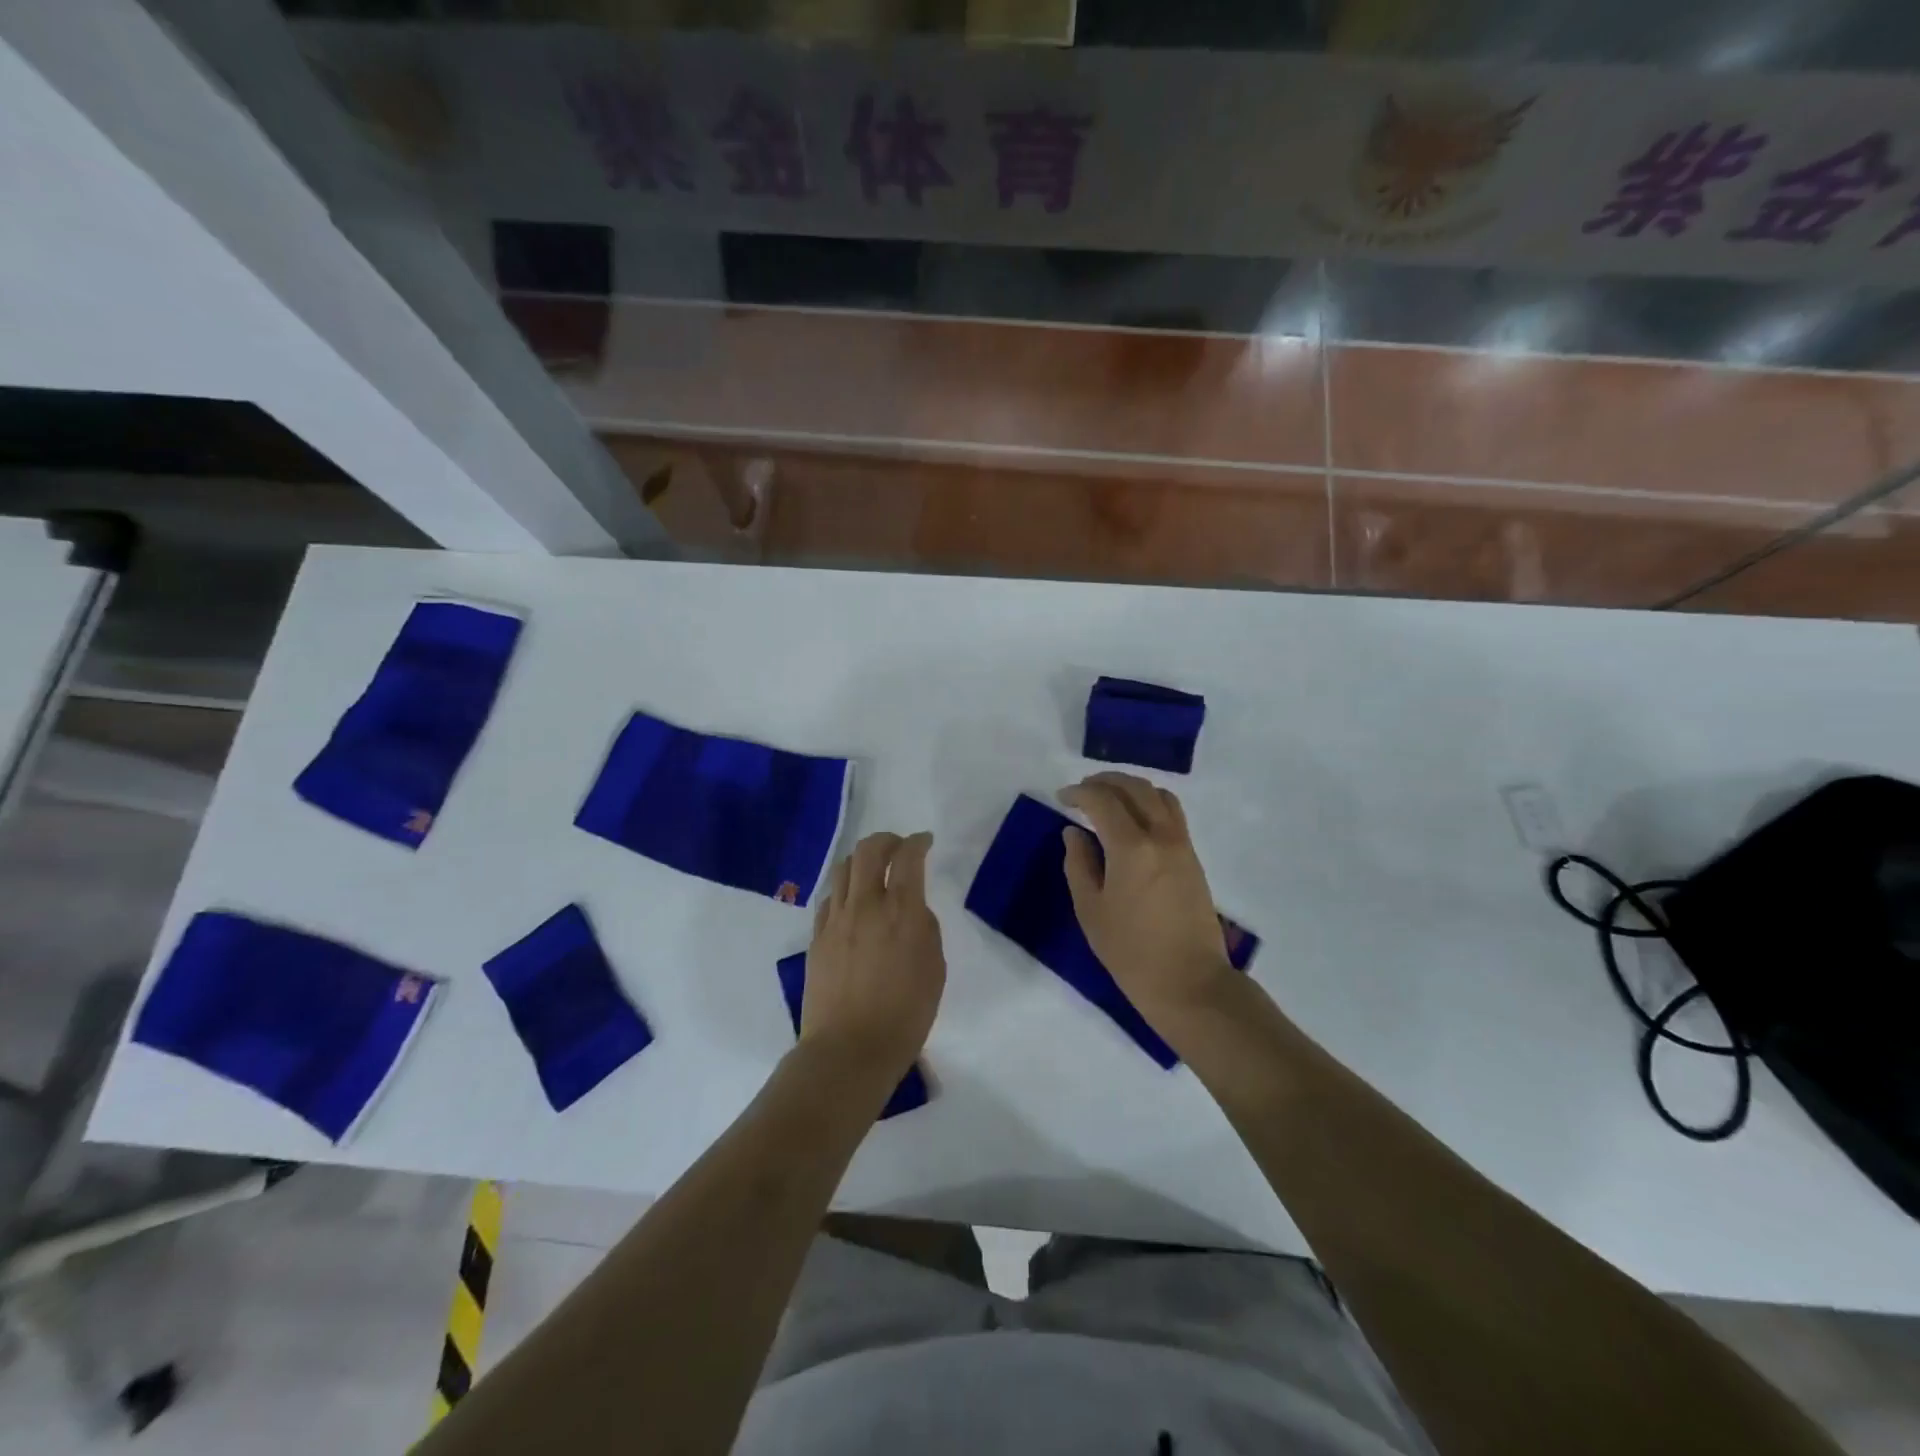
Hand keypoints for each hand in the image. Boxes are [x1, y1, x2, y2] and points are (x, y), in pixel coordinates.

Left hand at [800, 831, 944, 1088]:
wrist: (849, 1050)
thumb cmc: (905, 1015)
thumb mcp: (934, 969)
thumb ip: (924, 929)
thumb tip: (911, 910)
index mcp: (901, 912)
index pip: (908, 857)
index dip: (918, 842)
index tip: (925, 841)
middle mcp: (865, 905)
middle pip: (869, 850)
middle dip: (887, 840)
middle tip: (899, 848)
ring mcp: (835, 920)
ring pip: (844, 869)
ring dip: (862, 860)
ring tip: (874, 871)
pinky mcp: (816, 937)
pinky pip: (830, 898)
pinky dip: (845, 890)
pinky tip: (853, 904)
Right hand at [1060, 773, 1238, 1030]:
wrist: (1189, 982)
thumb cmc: (1131, 952)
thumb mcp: (1091, 910)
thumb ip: (1079, 864)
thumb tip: (1075, 833)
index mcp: (1131, 847)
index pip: (1102, 800)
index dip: (1079, 793)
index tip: (1062, 798)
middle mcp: (1161, 835)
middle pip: (1134, 787)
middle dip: (1105, 781)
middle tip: (1082, 790)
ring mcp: (1182, 844)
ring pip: (1158, 794)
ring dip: (1130, 787)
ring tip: (1109, 798)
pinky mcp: (1193, 857)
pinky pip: (1171, 812)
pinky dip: (1149, 802)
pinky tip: (1133, 818)